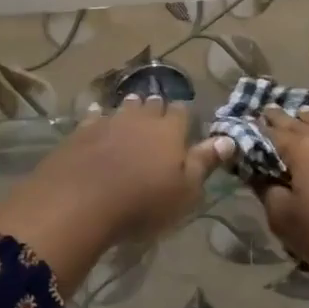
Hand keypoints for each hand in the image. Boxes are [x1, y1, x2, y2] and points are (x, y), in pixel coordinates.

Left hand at [0, 96, 232, 294]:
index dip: (184, 116)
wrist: (79, 202)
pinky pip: (94, 117)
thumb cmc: (143, 202)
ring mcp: (109, 122)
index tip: (185, 122)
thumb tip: (229, 139)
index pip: (182, 113)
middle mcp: (141, 118)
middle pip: (153, 105)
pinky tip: (97, 118)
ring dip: (130, 109)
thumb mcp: (185, 191)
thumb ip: (205, 162)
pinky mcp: (80, 132)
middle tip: (158, 115)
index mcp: (170, 130)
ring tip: (132, 112)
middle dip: (157, 108)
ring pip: (124, 107)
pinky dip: (99, 117)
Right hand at [255, 108, 308, 307]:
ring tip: (302, 114)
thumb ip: (267, 192)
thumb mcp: (285, 221)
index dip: (259, 128)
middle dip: (283, 118)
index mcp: (302, 150)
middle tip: (270, 111)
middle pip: (300, 123)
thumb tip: (260, 175)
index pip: (273, 132)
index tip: (250, 121)